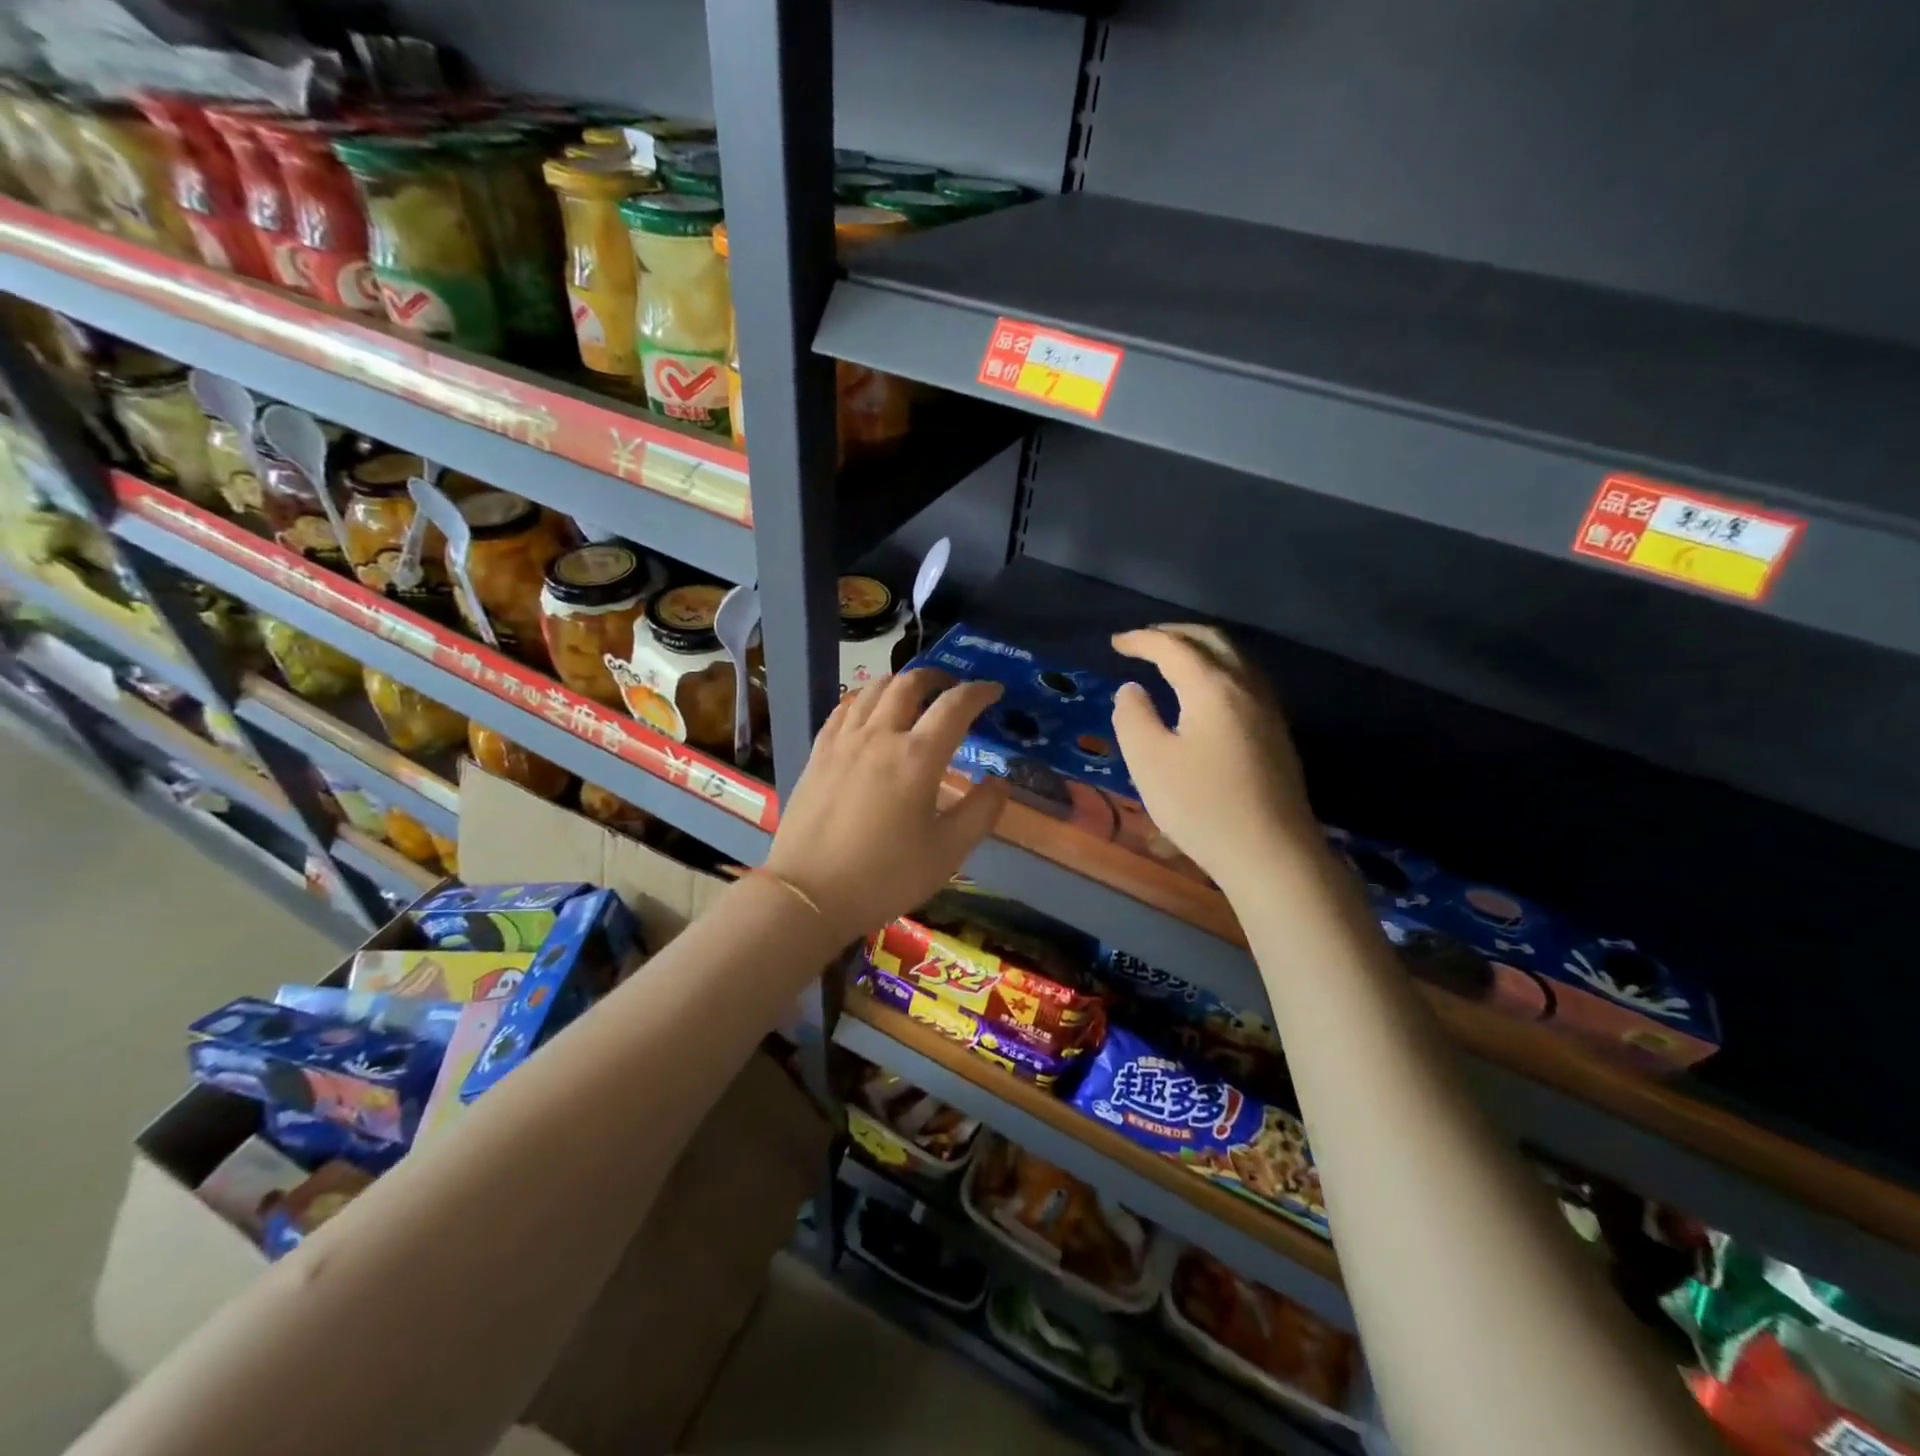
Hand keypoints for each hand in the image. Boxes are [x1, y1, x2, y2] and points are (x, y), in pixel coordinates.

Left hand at [764, 669, 1010, 943]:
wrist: (808, 894)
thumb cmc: (885, 876)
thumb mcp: (947, 853)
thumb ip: (980, 812)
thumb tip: (1000, 781)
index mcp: (917, 757)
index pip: (954, 706)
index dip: (978, 692)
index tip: (994, 691)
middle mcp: (880, 736)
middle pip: (909, 685)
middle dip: (936, 677)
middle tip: (951, 686)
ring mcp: (843, 742)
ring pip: (872, 689)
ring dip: (899, 682)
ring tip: (912, 693)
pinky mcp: (818, 754)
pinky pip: (843, 709)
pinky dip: (864, 698)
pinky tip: (867, 710)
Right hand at [1110, 625, 1319, 889]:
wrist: (1271, 853)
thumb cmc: (1202, 805)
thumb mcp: (1149, 761)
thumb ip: (1133, 717)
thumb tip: (1132, 690)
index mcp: (1213, 687)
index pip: (1173, 647)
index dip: (1142, 640)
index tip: (1116, 643)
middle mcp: (1246, 687)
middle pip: (1212, 641)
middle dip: (1175, 633)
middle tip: (1144, 641)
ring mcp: (1268, 709)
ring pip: (1235, 658)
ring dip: (1201, 648)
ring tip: (1173, 658)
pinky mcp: (1276, 732)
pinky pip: (1245, 679)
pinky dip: (1218, 669)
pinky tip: (1206, 692)